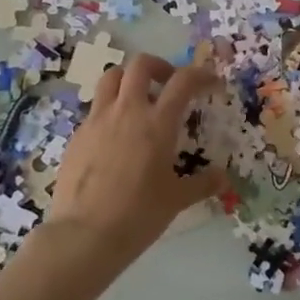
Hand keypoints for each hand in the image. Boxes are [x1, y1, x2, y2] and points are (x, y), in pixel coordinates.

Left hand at [47, 54, 222, 267]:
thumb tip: (223, 177)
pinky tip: (115, 135)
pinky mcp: (77, 135)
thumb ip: (202, 183)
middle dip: (159, 66)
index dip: (200, 74)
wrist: (84, 234)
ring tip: (138, 99)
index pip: (183, 81)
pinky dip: (110, 109)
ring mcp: (97, 120)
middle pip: (140, 65)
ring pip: (110, 77)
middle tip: (168, 84)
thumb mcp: (177, 200)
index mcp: (157, 123)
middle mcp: (127, 111)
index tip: (210, 83)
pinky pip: (95, 108)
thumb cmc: (139, 215)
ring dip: (128, 79)